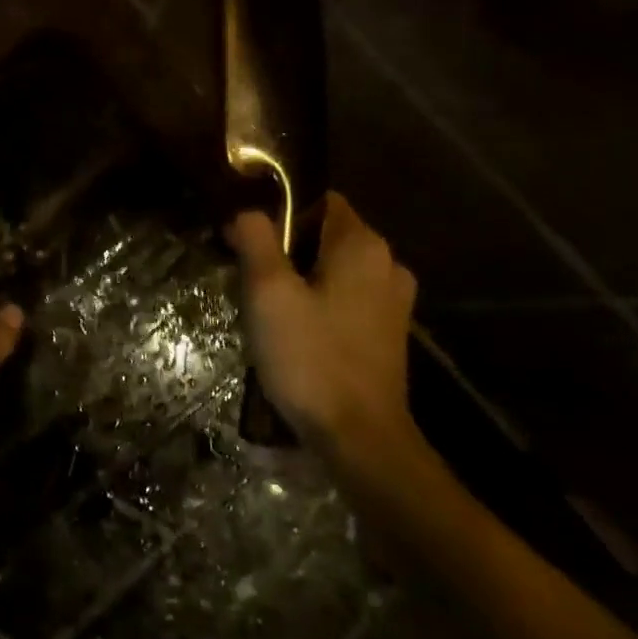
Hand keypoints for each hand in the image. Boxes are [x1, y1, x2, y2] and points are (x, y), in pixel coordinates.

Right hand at [227, 193, 425, 479]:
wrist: (360, 439)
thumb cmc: (311, 357)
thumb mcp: (268, 293)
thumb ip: (255, 240)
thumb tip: (246, 211)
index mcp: (362, 245)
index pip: (319, 199)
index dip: (278, 209)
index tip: (245, 234)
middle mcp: (387, 263)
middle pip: (324, 233)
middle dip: (284, 246)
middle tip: (247, 273)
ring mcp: (392, 300)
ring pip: (333, 267)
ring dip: (300, 276)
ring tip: (266, 303)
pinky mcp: (388, 331)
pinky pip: (345, 296)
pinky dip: (319, 300)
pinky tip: (294, 328)